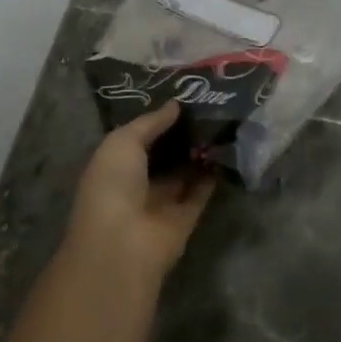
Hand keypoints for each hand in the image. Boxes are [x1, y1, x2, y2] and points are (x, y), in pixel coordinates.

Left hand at [65, 103, 216, 286]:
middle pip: (164, 154)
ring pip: (184, 172)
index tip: (183, 96)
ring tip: (221, 122)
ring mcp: (162, 202)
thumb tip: (176, 105)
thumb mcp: (123, 142)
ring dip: (199, 152)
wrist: (123, 244)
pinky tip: (227, 149)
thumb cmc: (113, 186)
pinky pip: (201, 191)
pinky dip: (213, 174)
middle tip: (209, 106)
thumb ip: (150, 122)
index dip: (158, 119)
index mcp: (114, 165)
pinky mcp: (185, 218)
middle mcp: (137, 183)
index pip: (139, 138)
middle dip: (182, 134)